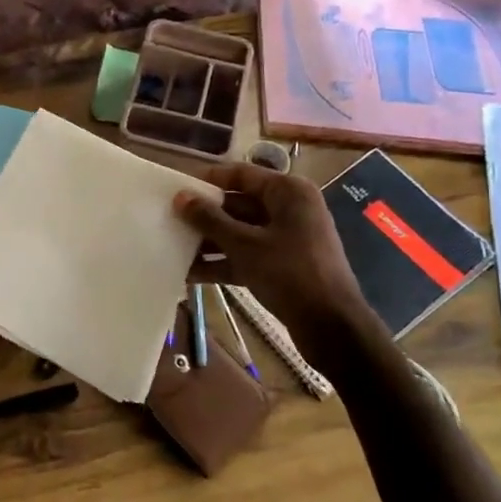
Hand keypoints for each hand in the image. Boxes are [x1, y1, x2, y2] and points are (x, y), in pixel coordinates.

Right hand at [173, 162, 370, 334]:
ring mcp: (285, 238)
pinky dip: (221, 262)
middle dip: (204, 214)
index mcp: (287, 192)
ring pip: (239, 232)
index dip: (207, 179)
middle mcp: (288, 209)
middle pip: (237, 204)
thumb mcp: (245, 245)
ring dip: (208, 241)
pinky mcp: (281, 265)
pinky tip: (189, 273)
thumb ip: (210, 219)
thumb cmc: (290, 273)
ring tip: (172, 246)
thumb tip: (181, 197)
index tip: (176, 187)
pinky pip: (245, 255)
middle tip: (169, 219)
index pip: (240, 174)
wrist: (332, 326)